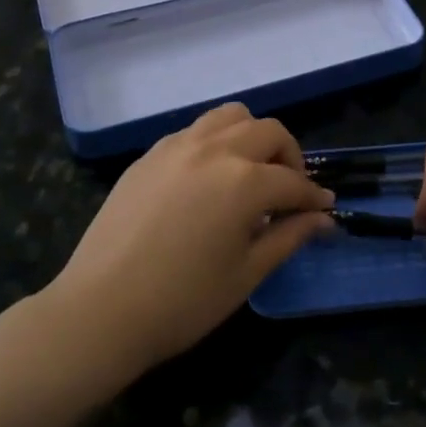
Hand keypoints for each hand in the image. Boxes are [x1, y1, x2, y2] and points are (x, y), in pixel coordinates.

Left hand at [46, 104, 333, 370]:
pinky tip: (210, 177)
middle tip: (289, 191)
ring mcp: (178, 146)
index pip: (293, 181)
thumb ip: (289, 237)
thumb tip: (323, 219)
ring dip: (253, 136)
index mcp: (244, 181)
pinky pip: (196, 130)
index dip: (314, 198)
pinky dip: (217, 141)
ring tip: (251, 171)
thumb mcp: (246, 274)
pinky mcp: (150, 154)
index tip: (325, 210)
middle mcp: (215, 150)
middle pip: (268, 132)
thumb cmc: (182, 302)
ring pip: (231, 117)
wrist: (100, 310)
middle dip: (289, 157)